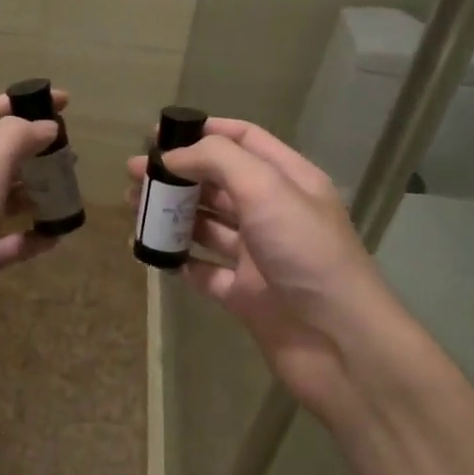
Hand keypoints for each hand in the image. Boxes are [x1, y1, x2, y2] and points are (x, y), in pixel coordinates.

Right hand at [128, 118, 419, 426]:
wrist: (339, 343)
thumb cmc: (306, 253)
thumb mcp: (267, 189)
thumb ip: (219, 160)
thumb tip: (174, 156)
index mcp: (288, 180)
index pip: (244, 140)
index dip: (203, 131)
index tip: (159, 134)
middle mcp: (273, 213)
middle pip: (219, 182)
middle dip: (178, 174)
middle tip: (134, 175)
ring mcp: (258, 255)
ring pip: (207, 225)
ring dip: (172, 214)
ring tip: (134, 209)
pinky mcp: (244, 294)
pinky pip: (203, 270)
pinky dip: (178, 260)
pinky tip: (151, 252)